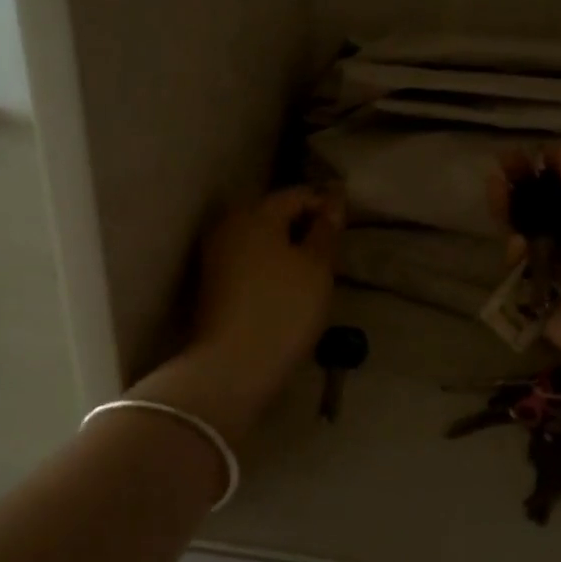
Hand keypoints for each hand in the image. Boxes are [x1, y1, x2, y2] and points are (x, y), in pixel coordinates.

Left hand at [190, 184, 342, 409]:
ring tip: (314, 268)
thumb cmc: (283, 308)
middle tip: (333, 247)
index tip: (348, 225)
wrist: (232, 366)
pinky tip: (287, 284)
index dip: (326, 204)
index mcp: (255, 212)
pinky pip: (248, 259)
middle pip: (274, 213)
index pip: (298, 194)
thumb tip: (333, 199)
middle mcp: (229, 224)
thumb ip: (326, 229)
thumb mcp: (317, 266)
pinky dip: (269, 264)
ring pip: (260, 237)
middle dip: (304, 224)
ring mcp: (215, 253)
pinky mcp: (212, 282)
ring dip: (286, 246)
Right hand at [497, 147, 560, 401]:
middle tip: (502, 162)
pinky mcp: (540, 300)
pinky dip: (515, 254)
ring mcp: (560, 272)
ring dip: (511, 211)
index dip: (551, 169)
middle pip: (545, 209)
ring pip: (527, 235)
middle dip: (524, 185)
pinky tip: (514, 241)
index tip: (530, 150)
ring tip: (495, 187)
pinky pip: (521, 272)